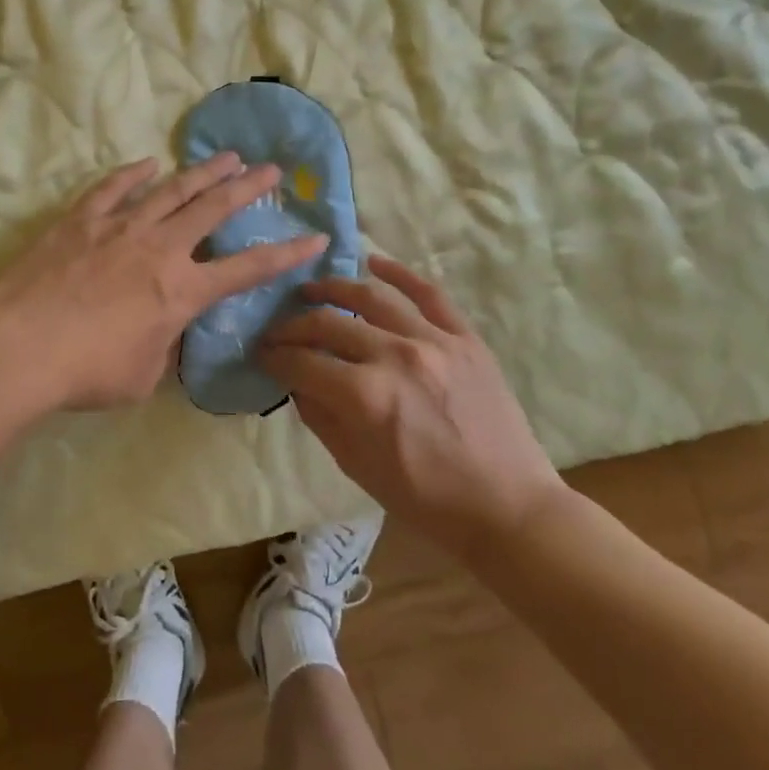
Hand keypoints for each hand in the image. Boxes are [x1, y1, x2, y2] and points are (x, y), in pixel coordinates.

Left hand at [0, 154, 327, 411]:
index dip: (287, 254)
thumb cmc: (87, 373)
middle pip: (214, 209)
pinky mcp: (80, 221)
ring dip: (202, 172)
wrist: (20, 349)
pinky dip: (134, 174)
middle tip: (271, 168)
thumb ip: (164, 346)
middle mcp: (160, 249)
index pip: (249, 268)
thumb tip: (166, 330)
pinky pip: (113, 189)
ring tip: (226, 156)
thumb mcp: (144, 375)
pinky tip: (148, 164)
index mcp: (182, 291)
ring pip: (171, 190)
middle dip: (248, 187)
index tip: (316, 236)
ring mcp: (119, 228)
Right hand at [259, 256, 563, 552]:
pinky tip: (375, 263)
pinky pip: (430, 294)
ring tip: (312, 289)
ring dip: (334, 289)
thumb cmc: (426, 499)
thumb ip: (321, 418)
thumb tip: (297, 383)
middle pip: (329, 325)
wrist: (506, 506)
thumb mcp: (357, 467)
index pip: (302, 363)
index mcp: (364, 397)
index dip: (274, 357)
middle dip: (293, 326)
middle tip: (278, 330)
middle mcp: (394, 357)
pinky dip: (400, 274)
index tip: (262, 353)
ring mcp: (434, 342)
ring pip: (372, 299)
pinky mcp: (465, 339)